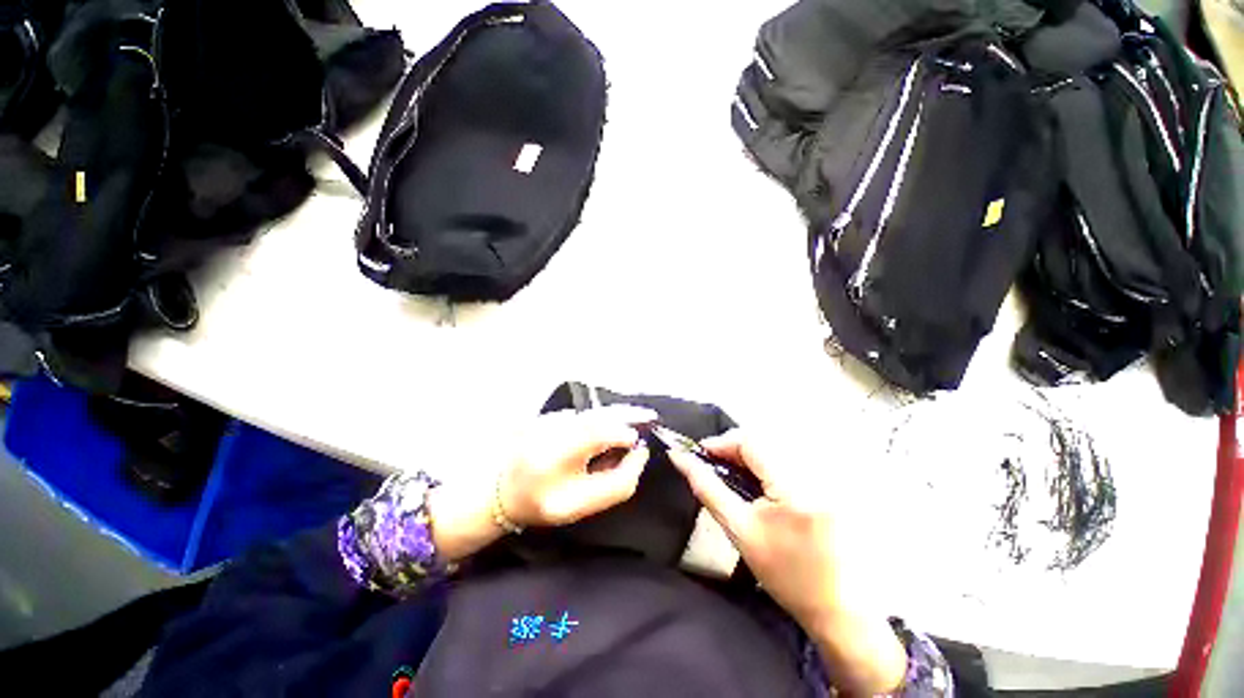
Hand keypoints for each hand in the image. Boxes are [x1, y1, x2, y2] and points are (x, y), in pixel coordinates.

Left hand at [429, 406, 654, 563]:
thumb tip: (637, 452)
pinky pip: (587, 412)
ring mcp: (554, 416)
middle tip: (651, 417)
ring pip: (595, 410)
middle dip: (630, 413)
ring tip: (640, 417)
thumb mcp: (580, 504)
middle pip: (603, 413)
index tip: (642, 445)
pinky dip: (605, 415)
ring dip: (619, 412)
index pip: (605, 431)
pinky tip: (615, 422)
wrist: (501, 490)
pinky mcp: (553, 415)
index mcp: (562, 449)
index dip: (628, 434)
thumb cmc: (541, 502)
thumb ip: (616, 483)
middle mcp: (558, 424)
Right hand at [667, 431, 906, 695]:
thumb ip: (706, 488)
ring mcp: (830, 475)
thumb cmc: (784, 574)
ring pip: (778, 444)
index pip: (751, 440)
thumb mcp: (739, 530)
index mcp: (794, 486)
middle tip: (716, 464)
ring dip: (751, 452)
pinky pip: (793, 455)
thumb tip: (680, 457)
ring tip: (735, 472)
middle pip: (765, 438)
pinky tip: (761, 480)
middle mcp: (817, 472)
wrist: (838, 608)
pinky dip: (770, 460)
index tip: (701, 453)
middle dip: (735, 447)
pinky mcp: (834, 481)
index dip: (721, 442)